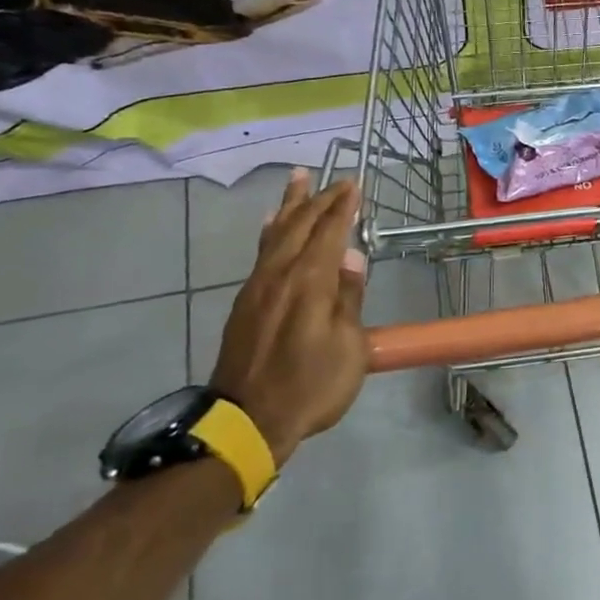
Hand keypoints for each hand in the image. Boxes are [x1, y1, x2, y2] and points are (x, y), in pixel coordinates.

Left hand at [211, 172, 367, 463]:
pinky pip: (261, 252)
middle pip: (298, 226)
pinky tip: (272, 226)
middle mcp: (280, 275)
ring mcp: (257, 287)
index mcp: (309, 282)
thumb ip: (349, 297)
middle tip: (334, 179)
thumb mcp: (348, 346)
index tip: (354, 185)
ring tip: (297, 180)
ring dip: (290, 206)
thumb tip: (352, 254)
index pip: (328, 233)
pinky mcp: (245, 303)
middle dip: (318, 199)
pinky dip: (271, 231)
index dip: (342, 208)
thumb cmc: (310, 385)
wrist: (248, 420)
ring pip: (276, 234)